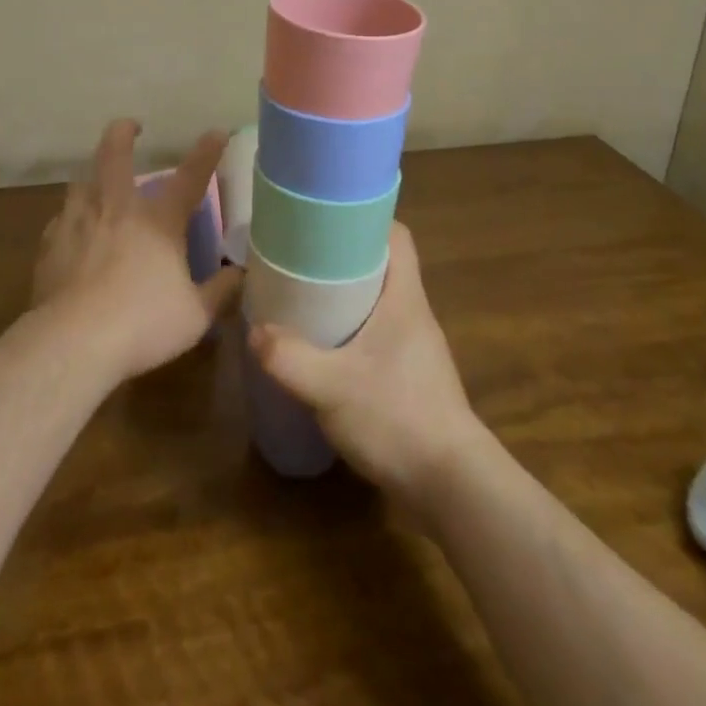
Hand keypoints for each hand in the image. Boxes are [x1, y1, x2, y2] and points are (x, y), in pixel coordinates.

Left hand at [32, 118, 241, 386]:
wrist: (73, 341)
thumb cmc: (142, 324)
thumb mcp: (195, 314)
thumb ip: (221, 291)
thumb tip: (242, 274)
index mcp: (158, 220)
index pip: (190, 177)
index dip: (207, 152)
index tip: (217, 132)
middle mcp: (116, 208)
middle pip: (115, 154)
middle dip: (123, 132)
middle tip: (130, 126)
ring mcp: (78, 221)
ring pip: (81, 182)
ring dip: (93, 177)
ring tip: (97, 186)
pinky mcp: (50, 243)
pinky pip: (61, 220)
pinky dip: (71, 220)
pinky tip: (72, 235)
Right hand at [248, 222, 486, 504]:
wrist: (451, 487)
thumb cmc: (398, 418)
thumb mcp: (333, 387)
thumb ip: (289, 358)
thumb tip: (254, 331)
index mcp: (404, 298)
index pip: (396, 236)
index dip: (365, 219)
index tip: (326, 218)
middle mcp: (413, 313)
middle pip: (381, 265)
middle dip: (342, 257)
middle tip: (300, 256)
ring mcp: (414, 346)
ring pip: (377, 301)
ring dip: (345, 295)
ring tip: (302, 296)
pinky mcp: (409, 376)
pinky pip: (376, 334)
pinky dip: (350, 329)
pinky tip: (322, 347)